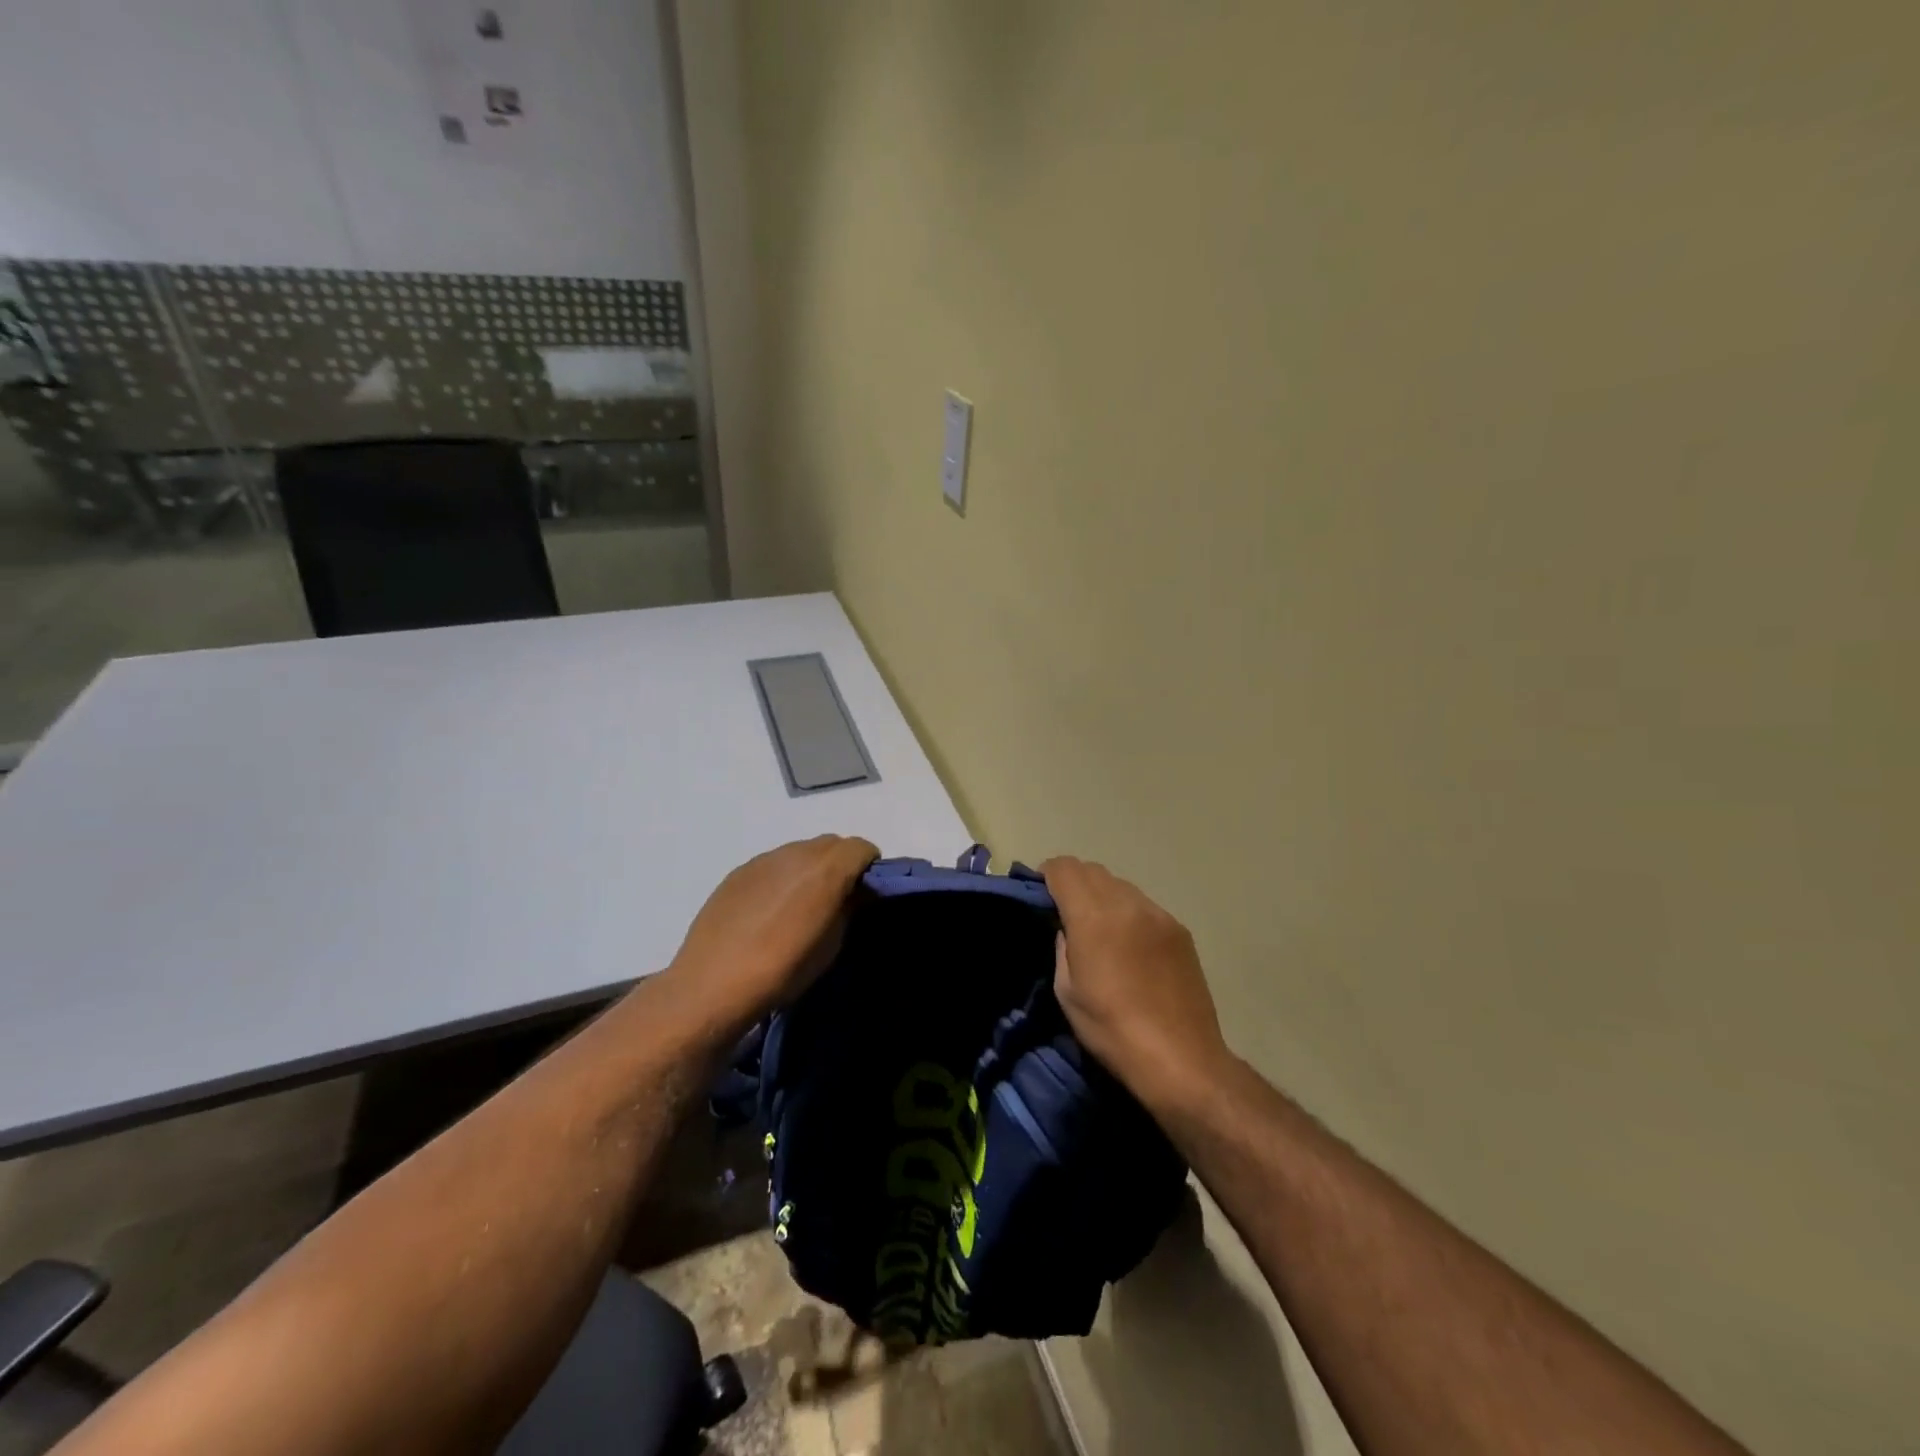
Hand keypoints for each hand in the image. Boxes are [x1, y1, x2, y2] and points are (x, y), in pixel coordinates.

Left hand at [664, 835, 877, 1027]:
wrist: (714, 983)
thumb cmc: (784, 969)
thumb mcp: (831, 945)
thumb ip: (848, 909)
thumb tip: (852, 894)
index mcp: (827, 869)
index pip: (862, 847)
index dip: (869, 866)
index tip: (866, 891)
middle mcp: (797, 853)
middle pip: (831, 843)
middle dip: (841, 863)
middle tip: (837, 896)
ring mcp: (764, 859)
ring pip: (800, 851)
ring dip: (809, 868)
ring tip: (800, 903)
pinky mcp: (739, 871)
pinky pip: (772, 864)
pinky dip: (781, 877)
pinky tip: (769, 909)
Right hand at [1042, 857, 1230, 1113]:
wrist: (1181, 1059)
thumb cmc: (1112, 1030)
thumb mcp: (1067, 992)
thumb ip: (1062, 947)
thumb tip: (1067, 929)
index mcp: (1094, 917)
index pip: (1064, 868)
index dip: (1047, 875)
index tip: (1042, 895)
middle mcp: (1128, 904)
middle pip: (1093, 870)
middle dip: (1074, 882)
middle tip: (1066, 913)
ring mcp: (1159, 914)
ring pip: (1121, 885)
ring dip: (1103, 896)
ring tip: (1100, 930)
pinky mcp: (1180, 930)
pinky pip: (1145, 906)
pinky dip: (1129, 913)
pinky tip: (1131, 946)